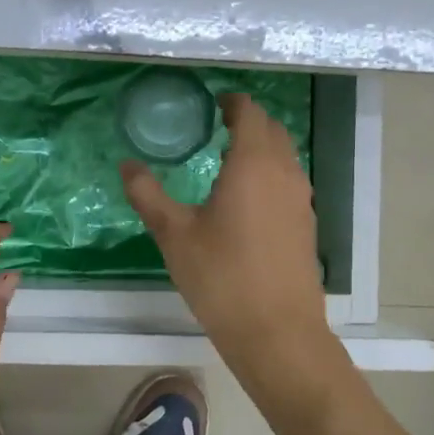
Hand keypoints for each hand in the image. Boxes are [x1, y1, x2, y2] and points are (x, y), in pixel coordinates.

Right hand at [120, 93, 330, 368]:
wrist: (277, 332)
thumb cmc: (222, 277)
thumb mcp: (174, 235)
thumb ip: (148, 194)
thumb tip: (127, 165)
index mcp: (253, 164)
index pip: (251, 113)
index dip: (233, 102)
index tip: (213, 103)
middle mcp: (284, 173)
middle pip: (272, 130)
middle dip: (248, 121)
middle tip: (216, 127)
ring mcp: (301, 200)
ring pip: (284, 157)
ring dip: (261, 148)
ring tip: (227, 160)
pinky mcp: (306, 224)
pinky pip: (289, 182)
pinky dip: (270, 174)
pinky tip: (246, 199)